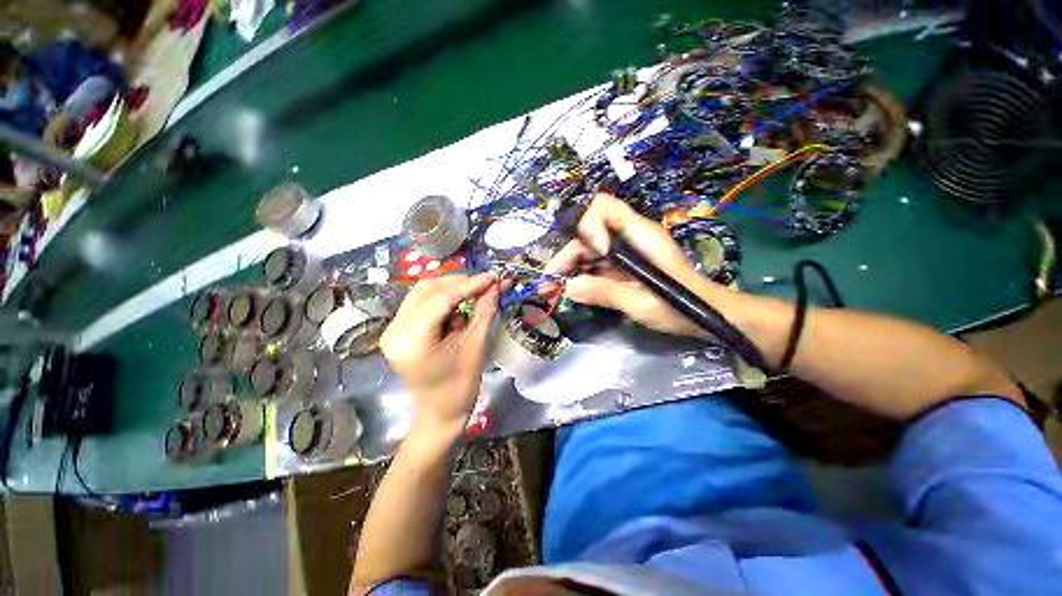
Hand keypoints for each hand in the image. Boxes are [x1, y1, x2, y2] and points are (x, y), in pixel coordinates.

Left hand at [380, 274, 499, 435]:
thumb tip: (496, 284)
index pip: (441, 299)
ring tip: (476, 293)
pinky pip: (422, 303)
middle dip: (460, 283)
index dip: (469, 284)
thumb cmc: (460, 386)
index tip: (493, 277)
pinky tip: (460, 305)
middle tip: (486, 283)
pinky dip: (444, 299)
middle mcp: (395, 330)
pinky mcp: (399, 329)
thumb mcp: (475, 346)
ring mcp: (393, 329)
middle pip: (427, 290)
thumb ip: (484, 310)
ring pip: (423, 292)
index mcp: (411, 341)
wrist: (440, 412)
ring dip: (452, 289)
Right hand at [546, 193, 720, 336]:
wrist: (706, 315)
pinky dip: (581, 275)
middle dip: (567, 255)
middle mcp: (629, 237)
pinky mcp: (623, 266)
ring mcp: (625, 252)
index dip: (590, 225)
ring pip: (588, 250)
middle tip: (550, 281)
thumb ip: (606, 292)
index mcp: (639, 235)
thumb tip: (569, 288)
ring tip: (553, 289)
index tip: (591, 253)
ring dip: (569, 267)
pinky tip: (571, 290)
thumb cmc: (681, 307)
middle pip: (589, 233)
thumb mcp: (642, 303)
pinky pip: (596, 264)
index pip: (604, 207)